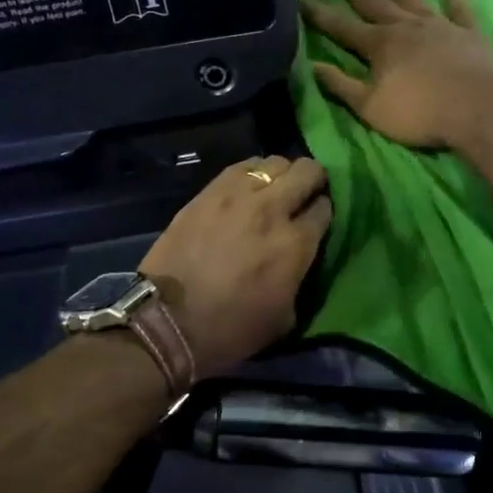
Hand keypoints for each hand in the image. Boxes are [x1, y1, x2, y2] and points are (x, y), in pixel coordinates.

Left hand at [140, 156, 332, 376]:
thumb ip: (300, 277)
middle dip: (313, 182)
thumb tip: (299, 259)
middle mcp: (272, 209)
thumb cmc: (229, 330)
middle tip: (305, 196)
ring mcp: (237, 195)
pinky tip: (248, 188)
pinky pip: (241, 167)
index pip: (325, 208)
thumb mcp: (284, 317)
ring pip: (276, 162)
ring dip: (282, 175)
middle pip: (307, 171)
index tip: (316, 223)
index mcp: (296, 244)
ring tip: (275, 191)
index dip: (324, 213)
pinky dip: (252, 174)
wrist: (167, 322)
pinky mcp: (208, 192)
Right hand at [300, 0, 492, 149]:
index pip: (340, 26)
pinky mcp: (467, 33)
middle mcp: (404, 26)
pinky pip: (459, 8)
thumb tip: (312, 66)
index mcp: (379, 45)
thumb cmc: (419, 113)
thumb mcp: (370, 107)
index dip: (317, 12)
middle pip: (371, 0)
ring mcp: (438, 26)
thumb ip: (341, 85)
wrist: (477, 109)